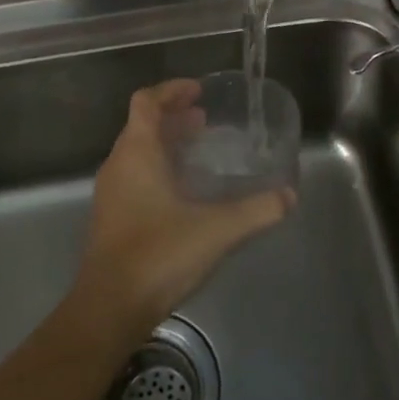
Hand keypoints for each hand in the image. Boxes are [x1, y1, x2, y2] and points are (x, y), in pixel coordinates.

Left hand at [71, 80, 296, 341]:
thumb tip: (289, 195)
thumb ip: (256, 210)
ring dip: (165, 144)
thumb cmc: (159, 254)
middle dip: (173, 117)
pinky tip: (184, 192)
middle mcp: (119, 165)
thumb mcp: (217, 230)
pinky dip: (158, 169)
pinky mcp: (111, 218)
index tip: (198, 91)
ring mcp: (111, 193)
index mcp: (137, 153)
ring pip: (137, 152)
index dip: (171, 90)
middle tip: (206, 120)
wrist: (109, 309)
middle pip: (142, 125)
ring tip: (198, 150)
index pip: (146, 102)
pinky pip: (134, 176)